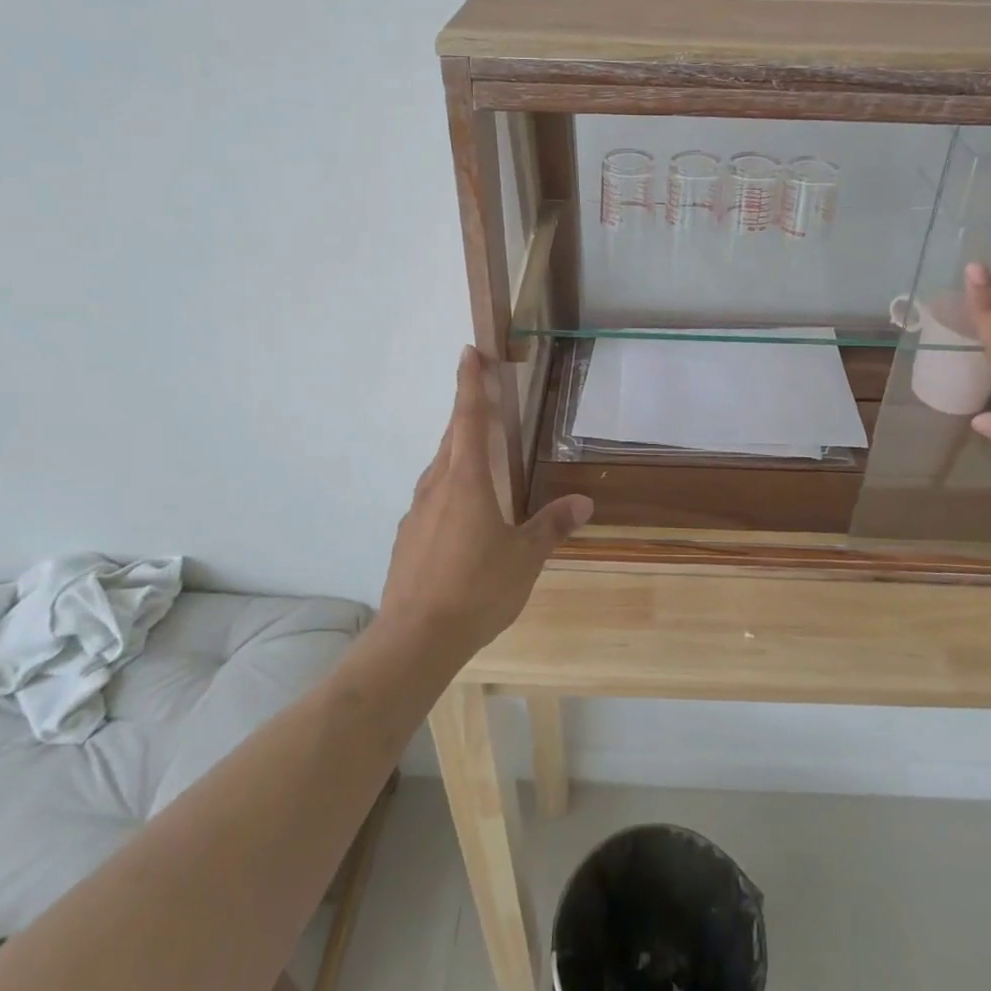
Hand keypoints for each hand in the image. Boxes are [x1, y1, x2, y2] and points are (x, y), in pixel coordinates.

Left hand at [378, 347, 592, 660]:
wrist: (415, 638)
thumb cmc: (476, 589)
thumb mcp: (524, 558)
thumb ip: (552, 526)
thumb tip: (584, 502)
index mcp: (467, 481)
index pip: (469, 418)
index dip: (470, 383)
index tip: (469, 352)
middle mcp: (437, 486)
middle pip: (452, 437)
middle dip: (467, 411)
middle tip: (484, 395)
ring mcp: (417, 511)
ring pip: (439, 467)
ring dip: (457, 450)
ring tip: (478, 454)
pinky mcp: (407, 537)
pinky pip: (432, 497)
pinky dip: (449, 487)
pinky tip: (462, 513)